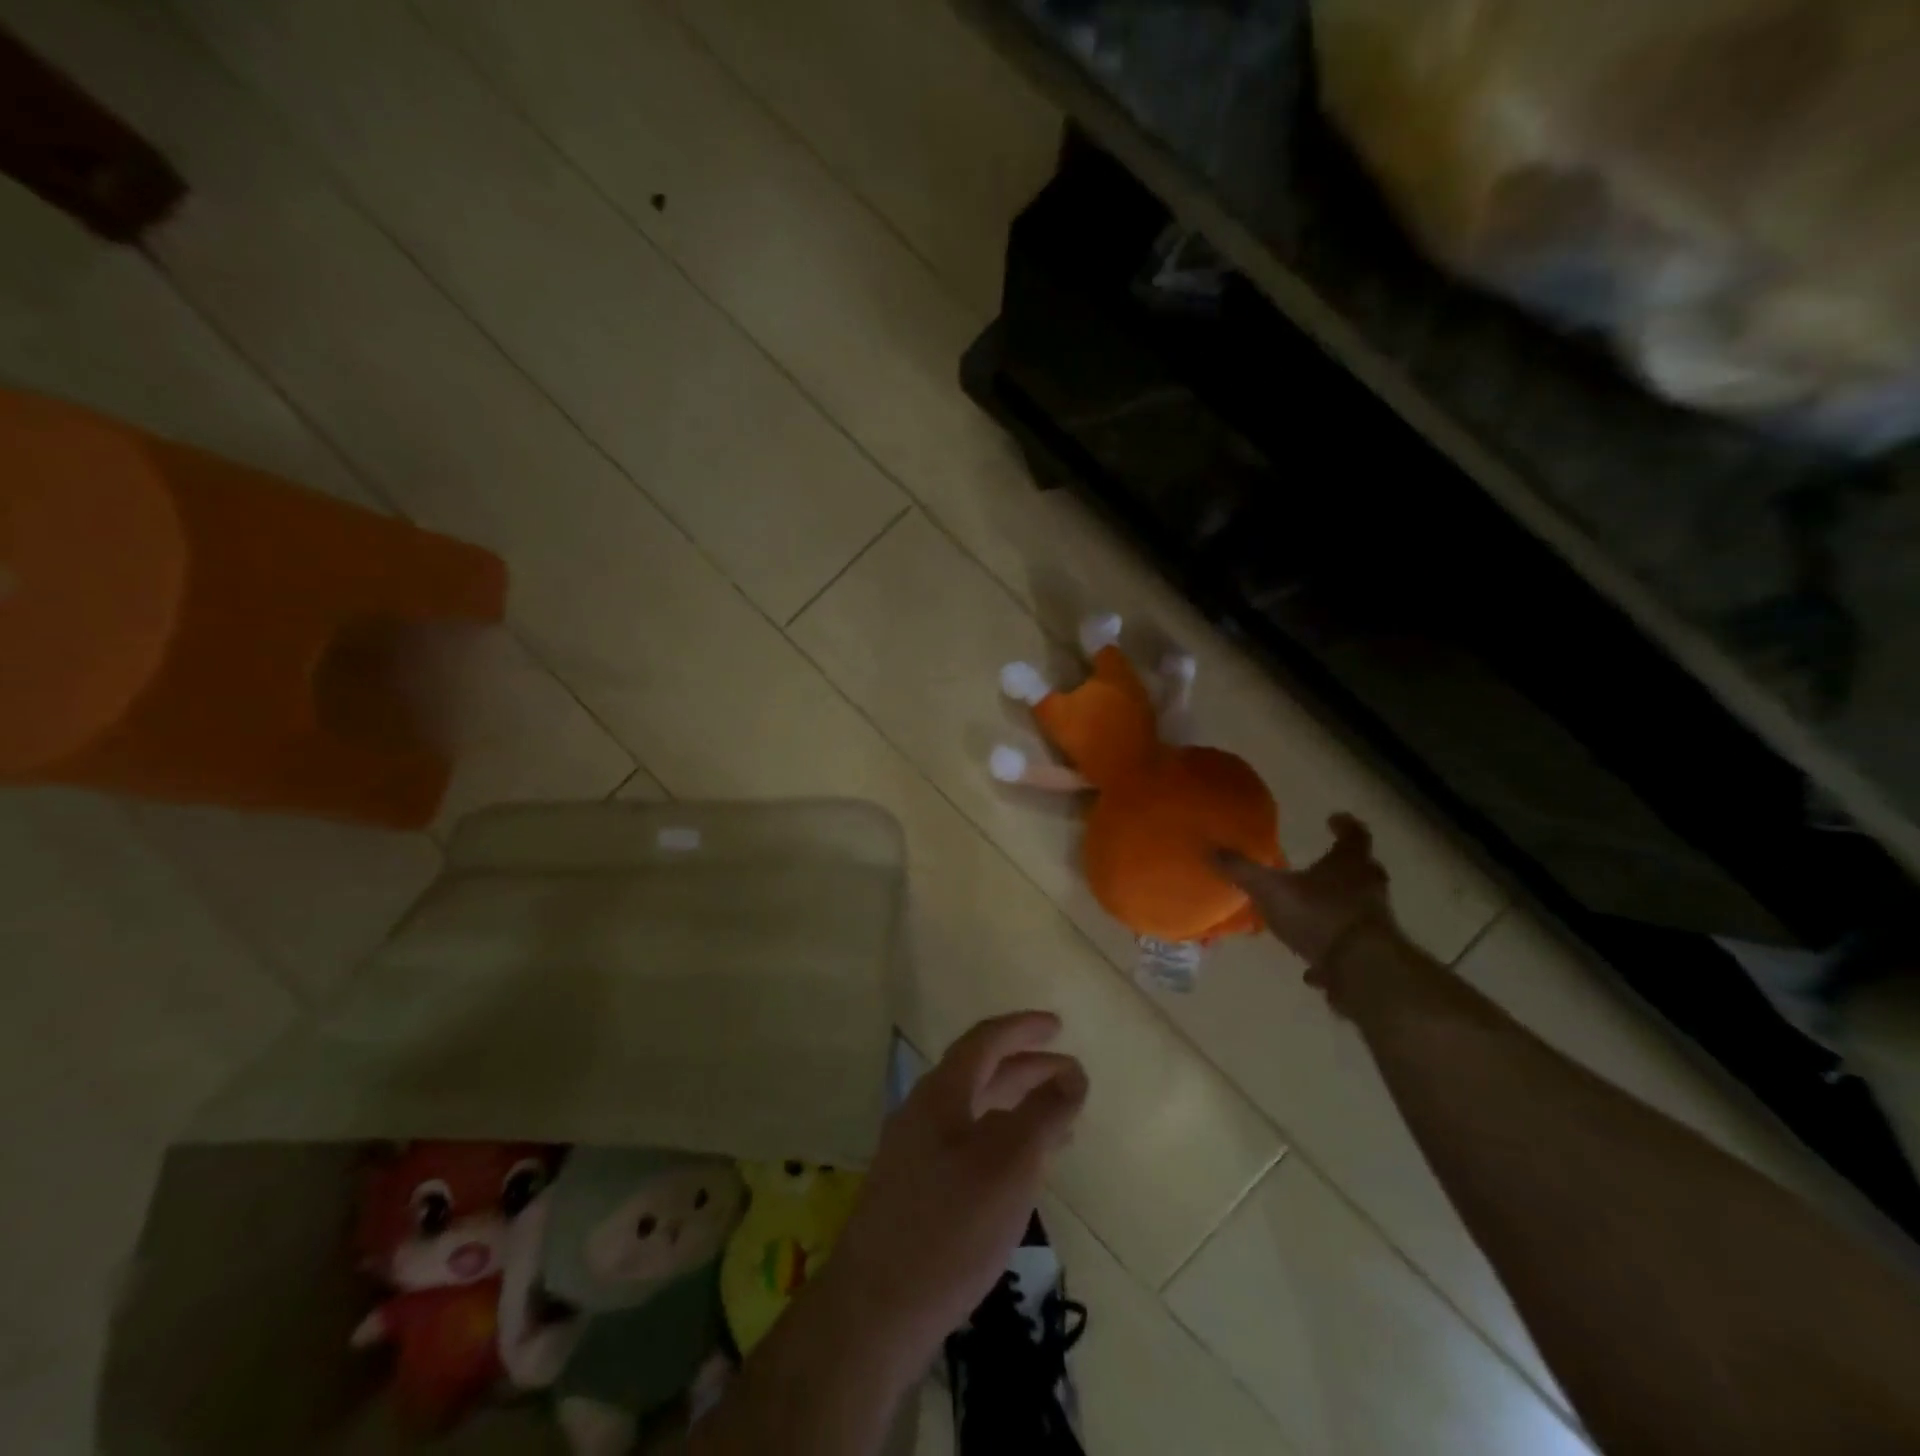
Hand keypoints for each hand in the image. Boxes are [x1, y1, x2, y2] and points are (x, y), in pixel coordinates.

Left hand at [829, 1012, 1086, 1365]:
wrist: (875, 1311)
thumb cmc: (950, 1226)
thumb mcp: (1010, 1164)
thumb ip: (1044, 1114)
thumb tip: (1073, 1076)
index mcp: (941, 1093)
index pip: (985, 1040)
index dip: (1022, 1028)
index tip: (1058, 1026)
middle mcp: (924, 1112)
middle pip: (981, 1074)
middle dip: (1027, 1069)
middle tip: (1070, 1076)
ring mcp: (915, 1152)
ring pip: (975, 1112)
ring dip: (1018, 1108)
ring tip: (1061, 1124)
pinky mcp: (915, 1190)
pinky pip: (967, 1145)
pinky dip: (1001, 1142)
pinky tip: (1021, 1171)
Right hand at [1214, 812, 1392, 977]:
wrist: (1361, 969)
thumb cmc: (1318, 915)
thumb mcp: (1270, 890)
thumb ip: (1242, 871)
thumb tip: (1211, 849)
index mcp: (1348, 864)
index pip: (1354, 835)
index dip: (1344, 825)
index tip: (1334, 819)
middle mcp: (1368, 887)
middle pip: (1364, 869)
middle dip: (1346, 865)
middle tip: (1326, 863)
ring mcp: (1376, 920)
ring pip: (1361, 905)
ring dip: (1341, 905)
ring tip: (1315, 911)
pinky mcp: (1373, 952)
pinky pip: (1352, 943)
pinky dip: (1335, 947)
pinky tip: (1315, 965)